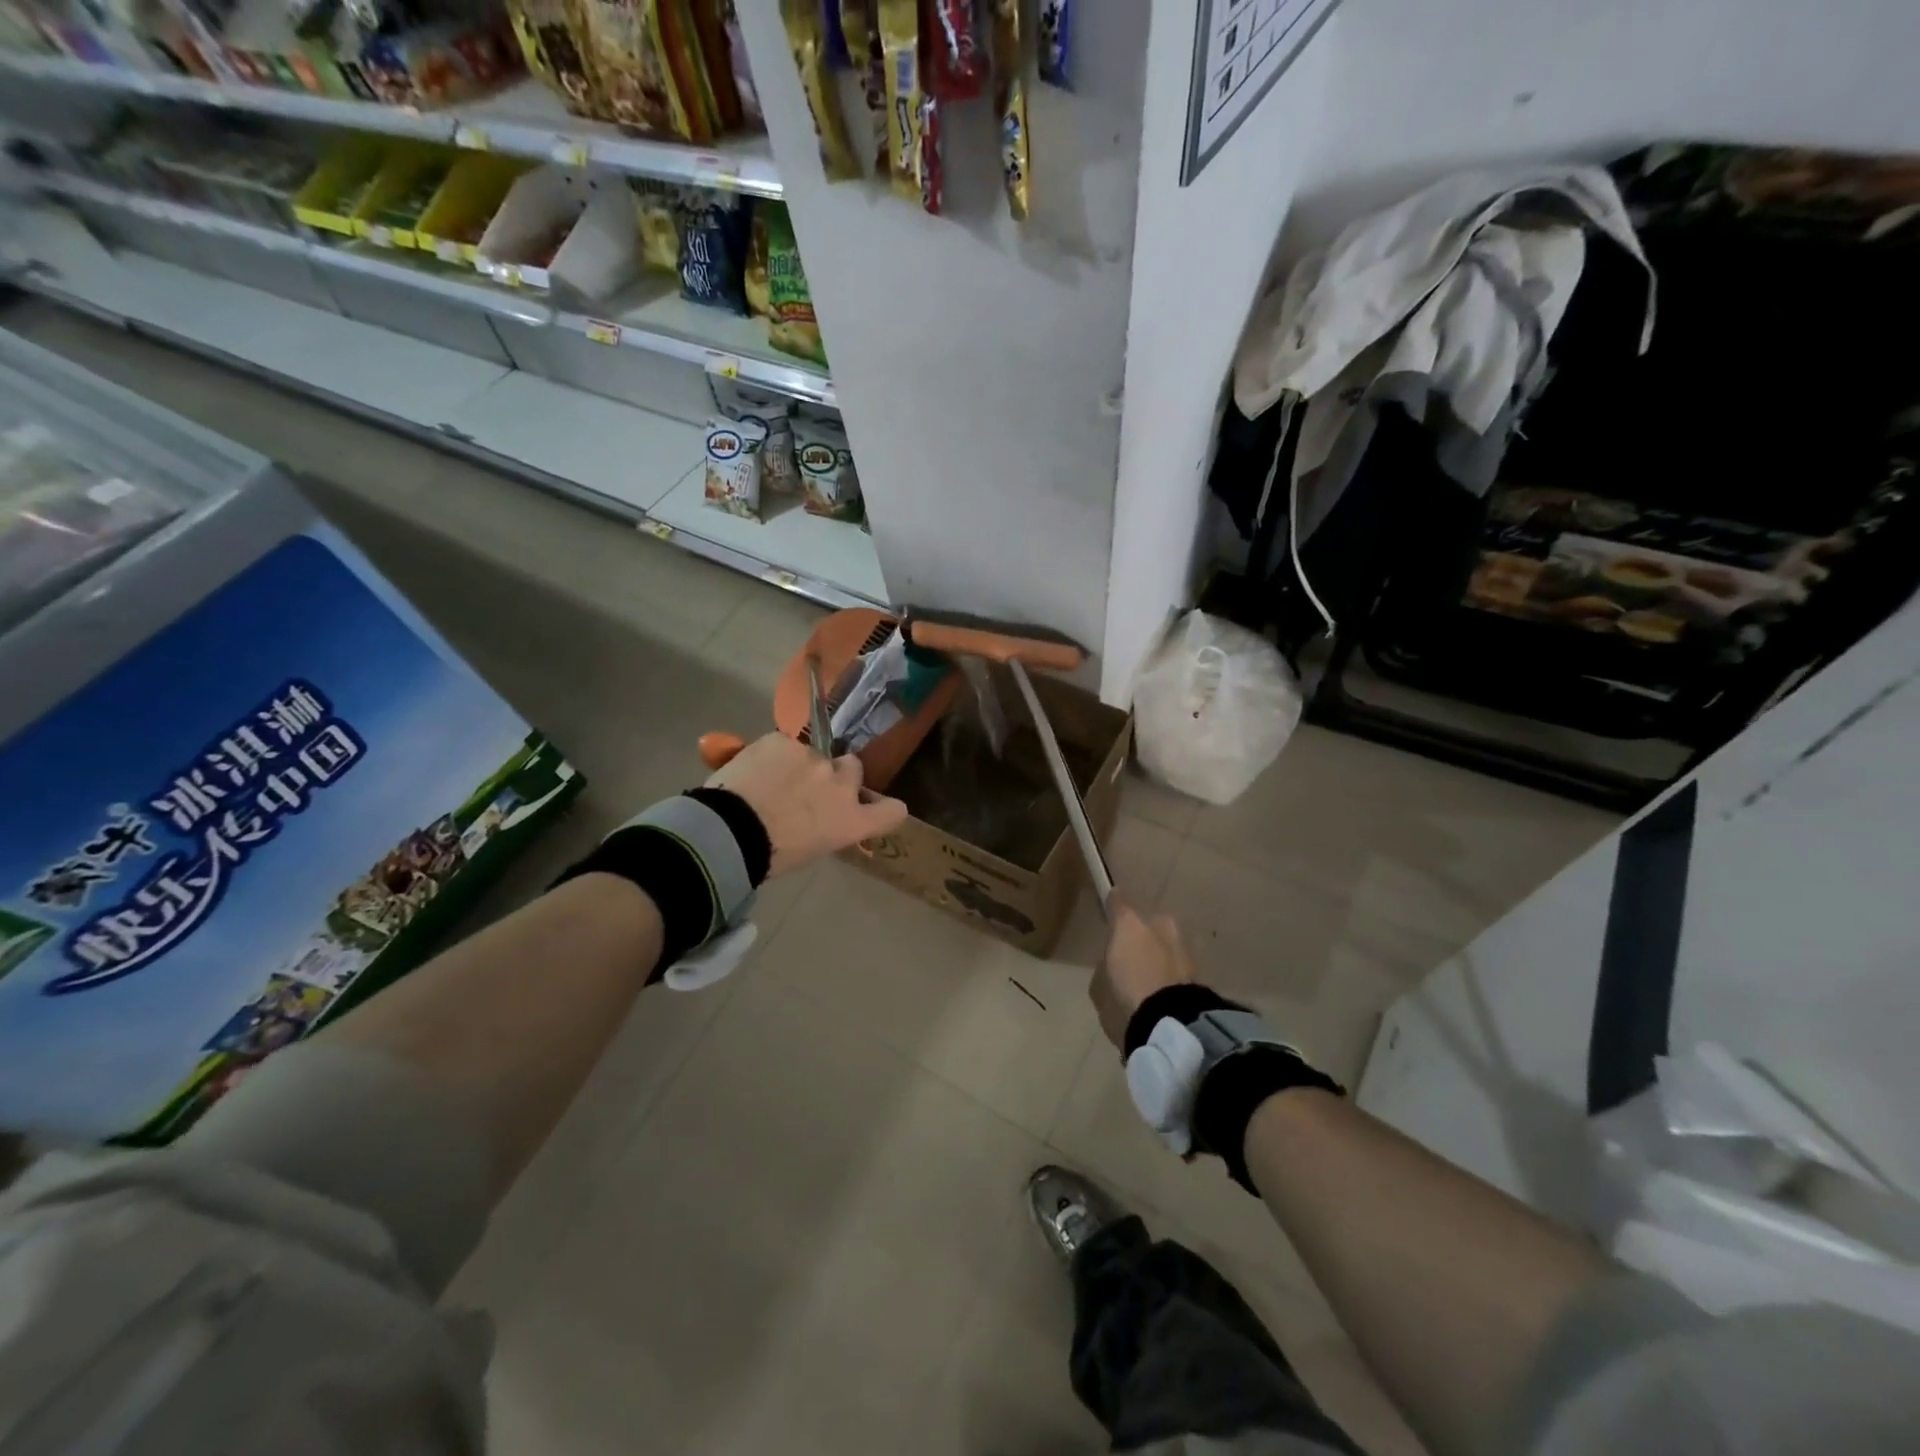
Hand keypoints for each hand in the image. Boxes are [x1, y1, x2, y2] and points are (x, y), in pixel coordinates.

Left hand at [704, 732, 907, 877]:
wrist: (729, 831)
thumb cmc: (767, 857)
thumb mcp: (809, 850)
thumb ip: (825, 827)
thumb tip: (816, 818)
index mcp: (850, 822)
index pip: (891, 811)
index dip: (887, 808)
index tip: (877, 807)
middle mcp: (841, 786)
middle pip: (853, 767)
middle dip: (837, 773)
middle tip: (810, 787)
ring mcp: (814, 759)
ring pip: (814, 753)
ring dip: (799, 764)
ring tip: (769, 780)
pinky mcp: (784, 740)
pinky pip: (782, 744)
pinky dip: (771, 754)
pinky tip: (752, 770)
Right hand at [1091, 896, 1195, 1048]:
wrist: (1171, 1025)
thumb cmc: (1125, 998)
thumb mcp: (1100, 984)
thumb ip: (1106, 964)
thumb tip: (1114, 962)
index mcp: (1129, 922)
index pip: (1117, 901)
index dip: (1111, 905)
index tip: (1107, 911)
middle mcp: (1158, 923)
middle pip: (1145, 921)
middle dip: (1139, 934)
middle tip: (1129, 955)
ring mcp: (1182, 943)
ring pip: (1164, 940)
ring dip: (1157, 951)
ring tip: (1148, 976)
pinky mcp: (1199, 967)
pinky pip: (1175, 961)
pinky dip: (1169, 969)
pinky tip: (1162, 987)